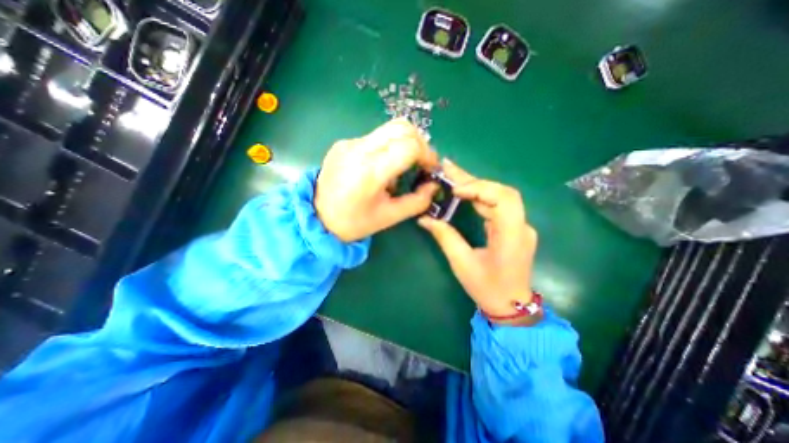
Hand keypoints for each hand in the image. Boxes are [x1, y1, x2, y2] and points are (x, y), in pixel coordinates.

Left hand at [315, 119, 437, 241]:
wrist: (317, 218)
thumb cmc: (354, 222)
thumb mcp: (389, 217)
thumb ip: (417, 201)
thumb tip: (434, 186)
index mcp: (370, 171)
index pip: (409, 145)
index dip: (427, 154)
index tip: (430, 168)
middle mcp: (358, 149)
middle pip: (401, 127)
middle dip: (419, 143)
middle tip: (421, 163)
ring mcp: (349, 143)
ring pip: (388, 129)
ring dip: (404, 144)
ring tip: (401, 167)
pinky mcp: (343, 143)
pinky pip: (374, 138)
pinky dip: (387, 148)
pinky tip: (381, 169)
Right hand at [414, 162, 538, 323]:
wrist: (511, 306)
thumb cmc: (487, 288)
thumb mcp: (462, 264)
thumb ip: (445, 237)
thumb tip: (425, 218)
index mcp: (512, 236)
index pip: (504, 199)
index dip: (480, 188)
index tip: (455, 190)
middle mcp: (521, 226)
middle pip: (501, 192)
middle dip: (473, 180)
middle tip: (448, 167)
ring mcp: (519, 226)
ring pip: (498, 196)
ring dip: (474, 185)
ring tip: (451, 175)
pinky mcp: (512, 227)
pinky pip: (496, 206)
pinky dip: (479, 196)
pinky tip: (463, 192)